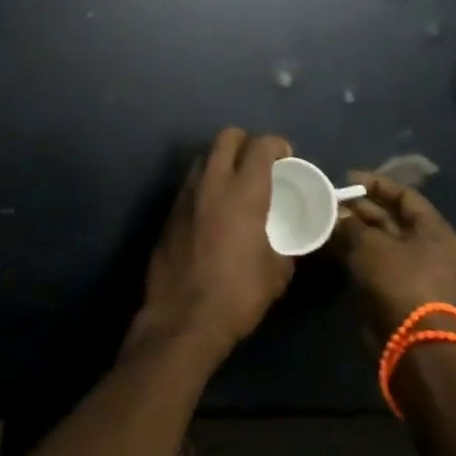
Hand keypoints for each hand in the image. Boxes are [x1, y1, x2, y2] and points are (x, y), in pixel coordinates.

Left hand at [137, 128, 295, 358]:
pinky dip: (204, 186)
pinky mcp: (169, 211)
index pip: (261, 146)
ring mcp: (185, 195)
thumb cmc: (238, 294)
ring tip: (234, 185)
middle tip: (259, 162)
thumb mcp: (276, 272)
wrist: (183, 318)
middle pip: (227, 137)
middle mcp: (212, 183)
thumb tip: (285, 242)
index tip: (286, 156)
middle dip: (246, 142)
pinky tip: (212, 210)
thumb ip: (284, 245)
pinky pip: (190, 184)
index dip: (277, 145)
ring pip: (203, 157)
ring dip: (221, 162)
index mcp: (244, 193)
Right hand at [333, 172, 455, 340]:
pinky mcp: (396, 290)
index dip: (375, 184)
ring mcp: (413, 271)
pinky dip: (354, 252)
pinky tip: (330, 243)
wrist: (409, 342)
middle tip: (330, 201)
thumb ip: (350, 224)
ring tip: (325, 219)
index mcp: (434, 232)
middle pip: (391, 219)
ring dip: (353, 231)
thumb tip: (335, 214)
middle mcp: (428, 248)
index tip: (346, 178)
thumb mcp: (370, 244)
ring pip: (379, 241)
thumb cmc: (398, 280)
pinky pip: (373, 262)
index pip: (405, 196)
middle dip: (360, 209)